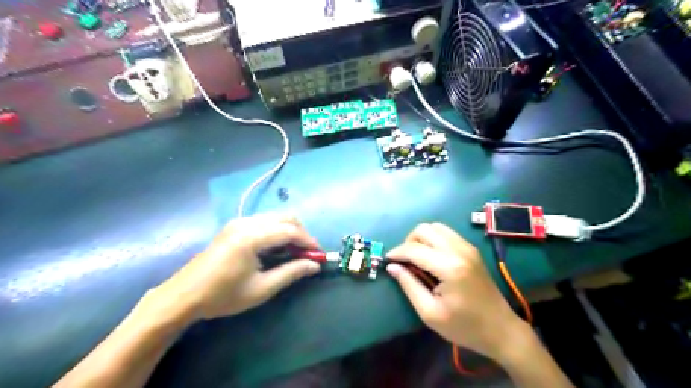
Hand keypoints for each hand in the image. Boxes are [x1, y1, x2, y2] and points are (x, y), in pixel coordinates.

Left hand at [151, 212, 320, 321]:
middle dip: (301, 233)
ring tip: (294, 252)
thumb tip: (315, 265)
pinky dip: (277, 230)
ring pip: (275, 217)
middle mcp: (246, 222)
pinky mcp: (234, 226)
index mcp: (251, 237)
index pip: (290, 231)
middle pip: (285, 217)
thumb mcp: (261, 288)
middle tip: (307, 253)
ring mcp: (239, 222)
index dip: (308, 241)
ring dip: (290, 231)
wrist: (184, 296)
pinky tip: (277, 248)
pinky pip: (264, 221)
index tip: (319, 254)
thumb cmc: (223, 296)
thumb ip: (291, 273)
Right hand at [387, 223, 526, 361]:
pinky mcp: (471, 249)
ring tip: (417, 258)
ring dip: (421, 238)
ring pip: (435, 227)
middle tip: (404, 261)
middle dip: (408, 242)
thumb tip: (392, 267)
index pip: (414, 249)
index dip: (397, 252)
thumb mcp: (430, 313)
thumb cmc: (464, 326)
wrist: (501, 329)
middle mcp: (459, 250)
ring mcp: (467, 247)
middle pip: (424, 229)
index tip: (387, 260)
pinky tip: (432, 257)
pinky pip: (446, 233)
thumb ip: (409, 285)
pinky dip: (433, 239)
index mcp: (449, 267)